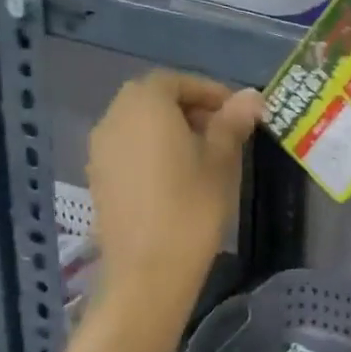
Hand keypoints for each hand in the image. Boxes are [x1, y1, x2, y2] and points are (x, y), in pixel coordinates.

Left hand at [87, 72, 262, 288]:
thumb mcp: (222, 160)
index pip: (177, 81)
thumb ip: (233, 122)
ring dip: (171, 129)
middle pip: (153, 99)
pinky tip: (177, 178)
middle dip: (190, 108)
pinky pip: (128, 149)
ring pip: (139, 124)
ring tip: (205, 156)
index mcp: (145, 104)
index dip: (210, 92)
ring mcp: (100, 149)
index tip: (238, 112)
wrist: (149, 270)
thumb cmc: (192, 207)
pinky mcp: (98, 177)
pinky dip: (153, 150)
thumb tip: (252, 96)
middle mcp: (114, 117)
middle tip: (225, 132)